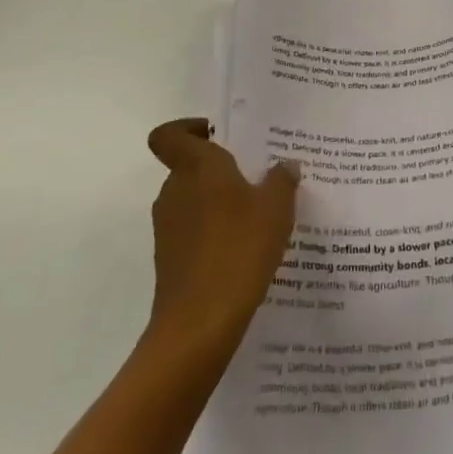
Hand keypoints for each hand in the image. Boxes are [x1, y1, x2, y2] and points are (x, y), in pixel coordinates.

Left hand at [145, 118, 298, 349]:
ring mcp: (167, 227)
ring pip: (193, 200)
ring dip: (218, 202)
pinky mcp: (169, 260)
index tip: (217, 134)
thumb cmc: (239, 249)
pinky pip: (193, 231)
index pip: (168, 135)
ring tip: (257, 215)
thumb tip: (285, 165)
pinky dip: (214, 232)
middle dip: (219, 169)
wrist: (199, 325)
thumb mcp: (276, 208)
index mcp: (196, 167)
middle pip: (188, 166)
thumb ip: (281, 180)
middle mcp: (175, 190)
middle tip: (256, 177)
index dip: (187, 129)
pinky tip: (245, 249)